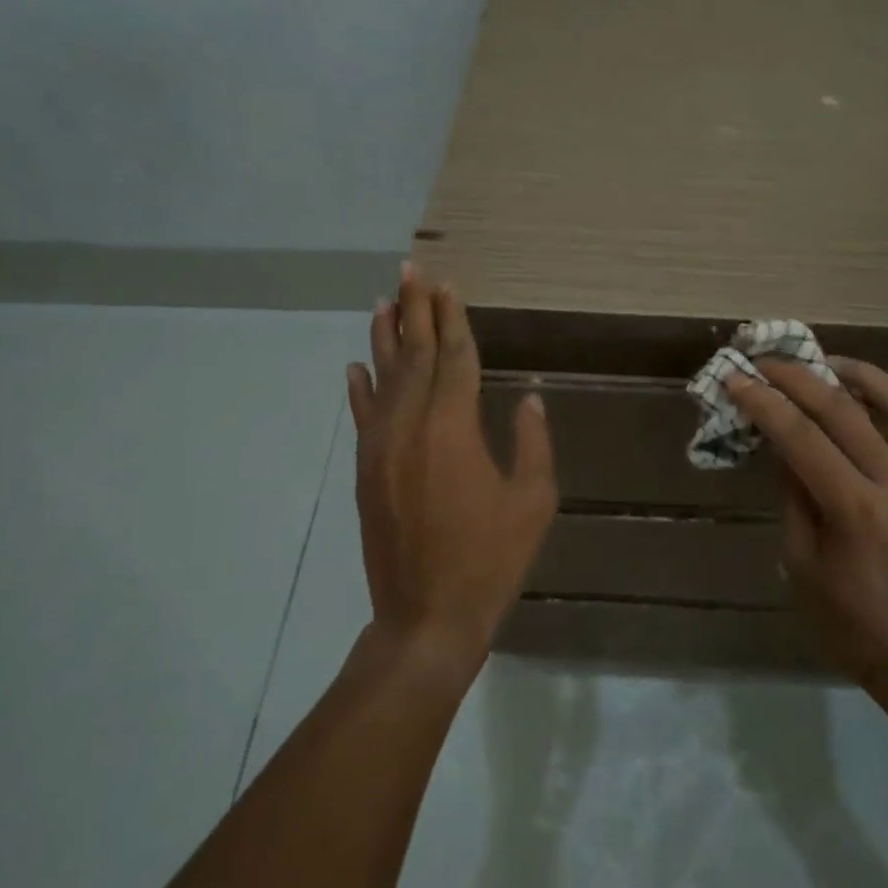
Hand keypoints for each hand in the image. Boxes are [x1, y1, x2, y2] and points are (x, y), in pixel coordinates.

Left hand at [347, 264, 557, 674]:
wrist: (426, 616)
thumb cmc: (489, 559)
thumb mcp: (531, 501)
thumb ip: (532, 443)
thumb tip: (528, 398)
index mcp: (454, 428)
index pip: (455, 358)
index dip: (453, 320)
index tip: (447, 286)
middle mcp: (411, 426)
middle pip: (415, 356)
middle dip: (415, 311)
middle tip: (411, 271)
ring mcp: (381, 447)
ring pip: (384, 378)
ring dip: (385, 337)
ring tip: (384, 300)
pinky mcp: (366, 471)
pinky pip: (362, 417)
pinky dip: (359, 387)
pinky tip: (355, 364)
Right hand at [725, 357, 887, 683]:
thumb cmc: (842, 616)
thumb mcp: (798, 557)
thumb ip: (792, 491)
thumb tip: (779, 439)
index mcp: (854, 510)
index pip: (802, 437)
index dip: (764, 403)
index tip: (735, 378)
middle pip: (843, 410)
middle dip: (796, 378)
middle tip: (762, 362)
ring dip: (854, 373)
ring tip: (818, 360)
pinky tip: (864, 387)